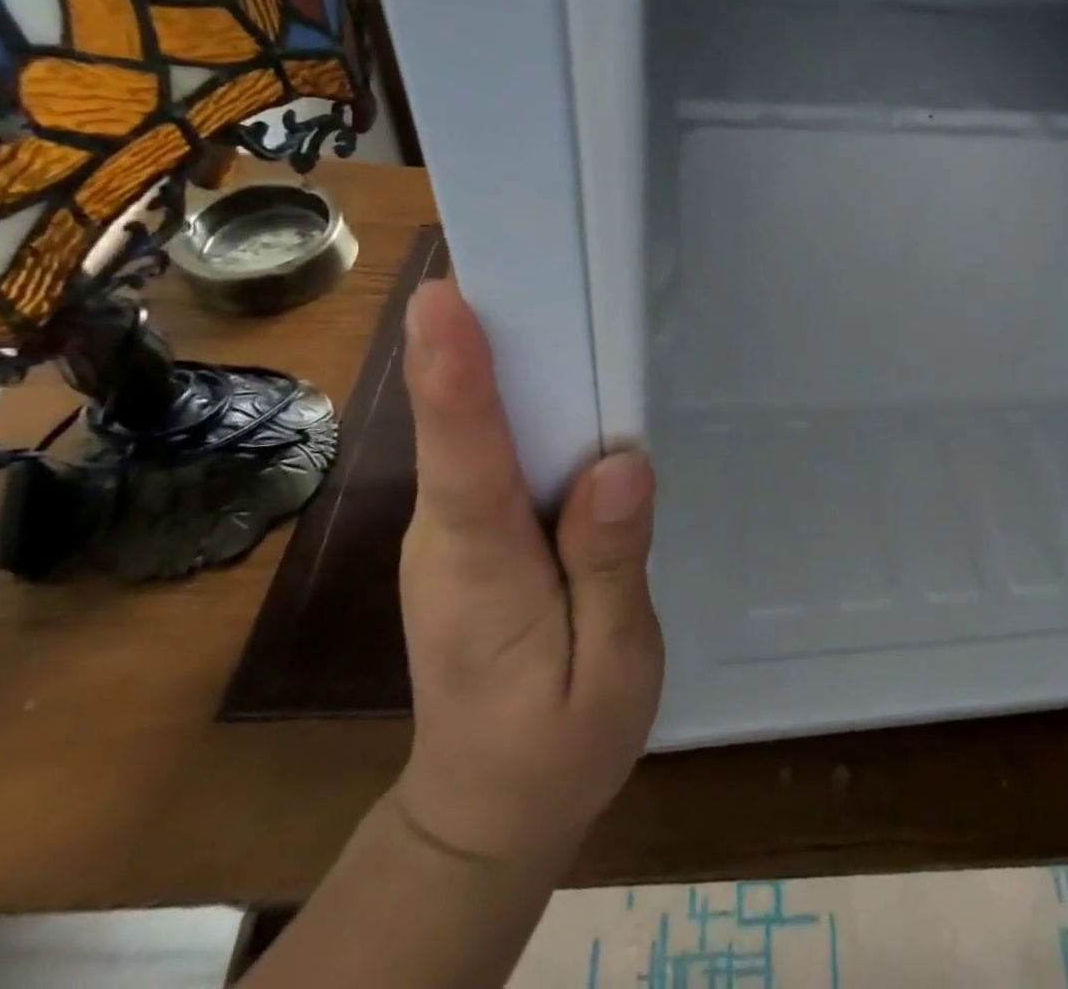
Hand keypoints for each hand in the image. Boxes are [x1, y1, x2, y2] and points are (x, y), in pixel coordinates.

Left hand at [394, 278, 662, 870]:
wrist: (486, 808)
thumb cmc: (554, 745)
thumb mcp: (609, 669)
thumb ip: (611, 565)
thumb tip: (619, 464)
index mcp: (481, 564)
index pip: (464, 456)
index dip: (454, 374)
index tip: (448, 298)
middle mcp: (449, 529)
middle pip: (461, 420)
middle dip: (484, 337)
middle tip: (522, 259)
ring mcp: (452, 526)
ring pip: (475, 427)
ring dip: (503, 357)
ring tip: (550, 292)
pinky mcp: (470, 528)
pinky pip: (492, 448)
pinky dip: (516, 399)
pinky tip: (562, 374)